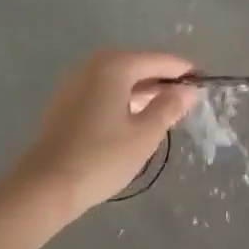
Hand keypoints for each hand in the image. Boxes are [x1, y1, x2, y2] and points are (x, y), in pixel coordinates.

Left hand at [9, 50, 199, 222]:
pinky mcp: (65, 102)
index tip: (206, 81)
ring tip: (166, 110)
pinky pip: (104, 91)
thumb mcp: (144, 134)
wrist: (43, 188)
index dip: (184, 71)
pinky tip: (135, 118)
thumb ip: (169, 107)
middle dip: (163, 80)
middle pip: (138, 65)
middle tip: (188, 99)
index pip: (160, 60)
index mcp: (115, 65)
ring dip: (143, 91)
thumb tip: (187, 90)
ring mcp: (75, 82)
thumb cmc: (101, 157)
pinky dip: (123, 99)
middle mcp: (93, 65)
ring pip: (120, 79)